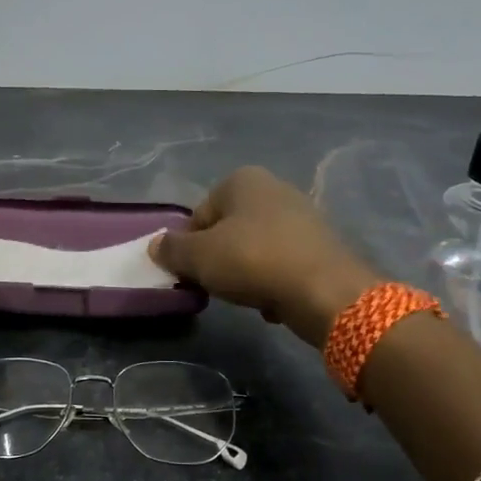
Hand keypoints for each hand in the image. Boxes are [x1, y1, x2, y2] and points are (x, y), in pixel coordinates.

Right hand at [149, 167, 379, 348]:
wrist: (324, 291)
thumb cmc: (253, 261)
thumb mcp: (198, 257)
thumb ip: (172, 249)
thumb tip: (155, 245)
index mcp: (242, 180)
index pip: (199, 215)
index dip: (190, 246)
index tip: (194, 272)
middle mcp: (274, 188)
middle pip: (228, 229)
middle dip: (219, 258)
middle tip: (218, 285)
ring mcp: (302, 215)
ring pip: (255, 247)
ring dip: (245, 271)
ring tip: (247, 295)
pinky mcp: (320, 244)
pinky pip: (282, 263)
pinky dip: (273, 280)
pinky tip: (273, 300)